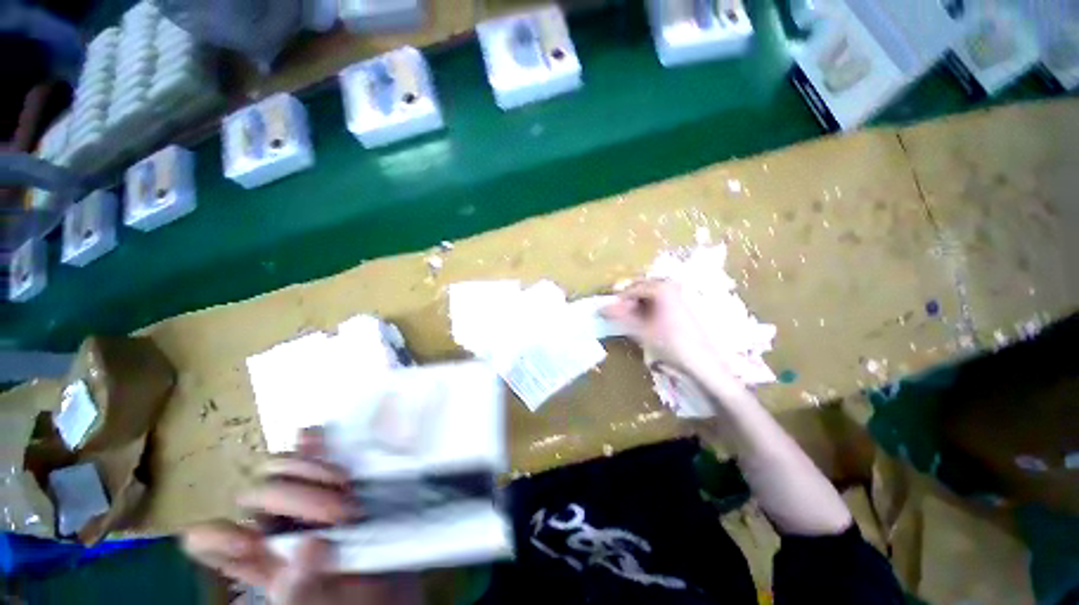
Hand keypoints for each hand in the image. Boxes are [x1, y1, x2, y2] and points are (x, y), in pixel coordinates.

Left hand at [182, 429, 417, 604]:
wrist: (388, 583)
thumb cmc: (351, 604)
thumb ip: (301, 588)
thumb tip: (311, 544)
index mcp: (256, 560)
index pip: (208, 540)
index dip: (218, 535)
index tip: (251, 542)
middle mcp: (272, 524)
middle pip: (254, 491)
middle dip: (296, 497)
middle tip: (343, 515)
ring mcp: (304, 495)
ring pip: (278, 466)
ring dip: (312, 470)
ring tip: (349, 488)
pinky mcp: (332, 477)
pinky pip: (313, 448)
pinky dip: (313, 440)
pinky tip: (322, 438)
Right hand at [601, 279, 729, 377]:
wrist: (702, 361)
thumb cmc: (670, 344)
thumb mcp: (641, 330)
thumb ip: (620, 317)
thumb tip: (602, 308)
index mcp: (661, 288)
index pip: (631, 289)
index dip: (619, 301)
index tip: (610, 313)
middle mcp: (670, 286)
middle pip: (641, 287)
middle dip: (628, 300)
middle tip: (620, 315)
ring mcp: (678, 294)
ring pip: (649, 293)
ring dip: (637, 304)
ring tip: (631, 320)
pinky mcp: (682, 304)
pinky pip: (658, 299)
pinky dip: (648, 307)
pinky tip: (646, 321)